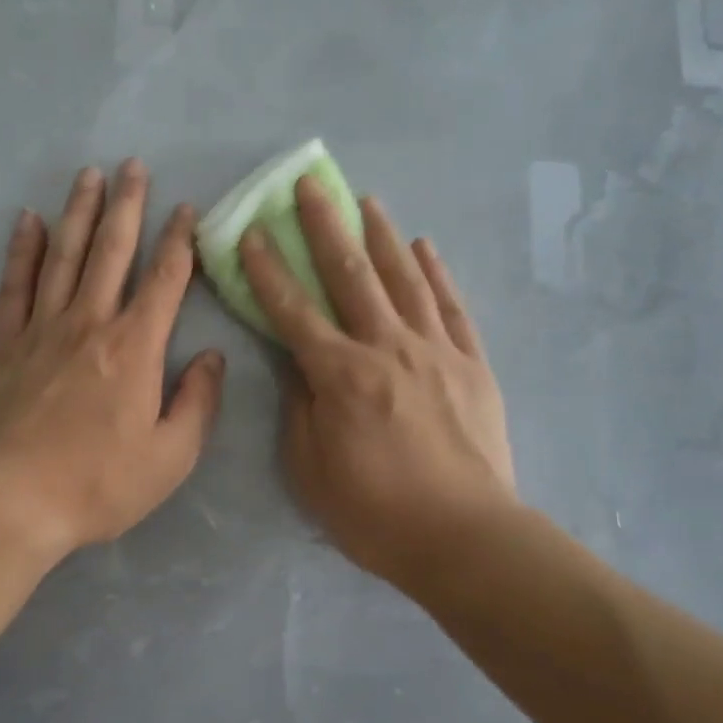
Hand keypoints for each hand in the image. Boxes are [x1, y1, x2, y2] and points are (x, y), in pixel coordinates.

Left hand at [0, 159, 225, 556]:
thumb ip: (198, 402)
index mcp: (135, 347)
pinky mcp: (5, 345)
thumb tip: (213, 356)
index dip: (179, 240)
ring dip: (79, 213)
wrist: (12, 502)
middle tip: (133, 165)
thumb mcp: (171, 457)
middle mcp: (89, 323)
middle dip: (127, 205)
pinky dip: (22, 250)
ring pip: (64, 256)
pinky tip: (28, 220)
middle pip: (112, 251)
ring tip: (89, 176)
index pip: (165, 280)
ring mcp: (42, 329)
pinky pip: (14, 286)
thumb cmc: (98, 483)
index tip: (186, 209)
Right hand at [240, 178, 516, 587]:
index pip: (293, 310)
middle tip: (310, 185)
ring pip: (403, 279)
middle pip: (350, 276)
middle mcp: (386, 348)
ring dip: (381, 236)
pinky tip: (424, 245)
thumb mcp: (310, 469)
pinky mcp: (471, 363)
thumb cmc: (375, 512)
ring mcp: (434, 350)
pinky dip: (435, 272)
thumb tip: (297, 362)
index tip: (250, 233)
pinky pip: (451, 306)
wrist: (465, 537)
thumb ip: (300, 407)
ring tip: (366, 200)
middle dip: (325, 227)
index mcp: (340, 375)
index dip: (267, 270)